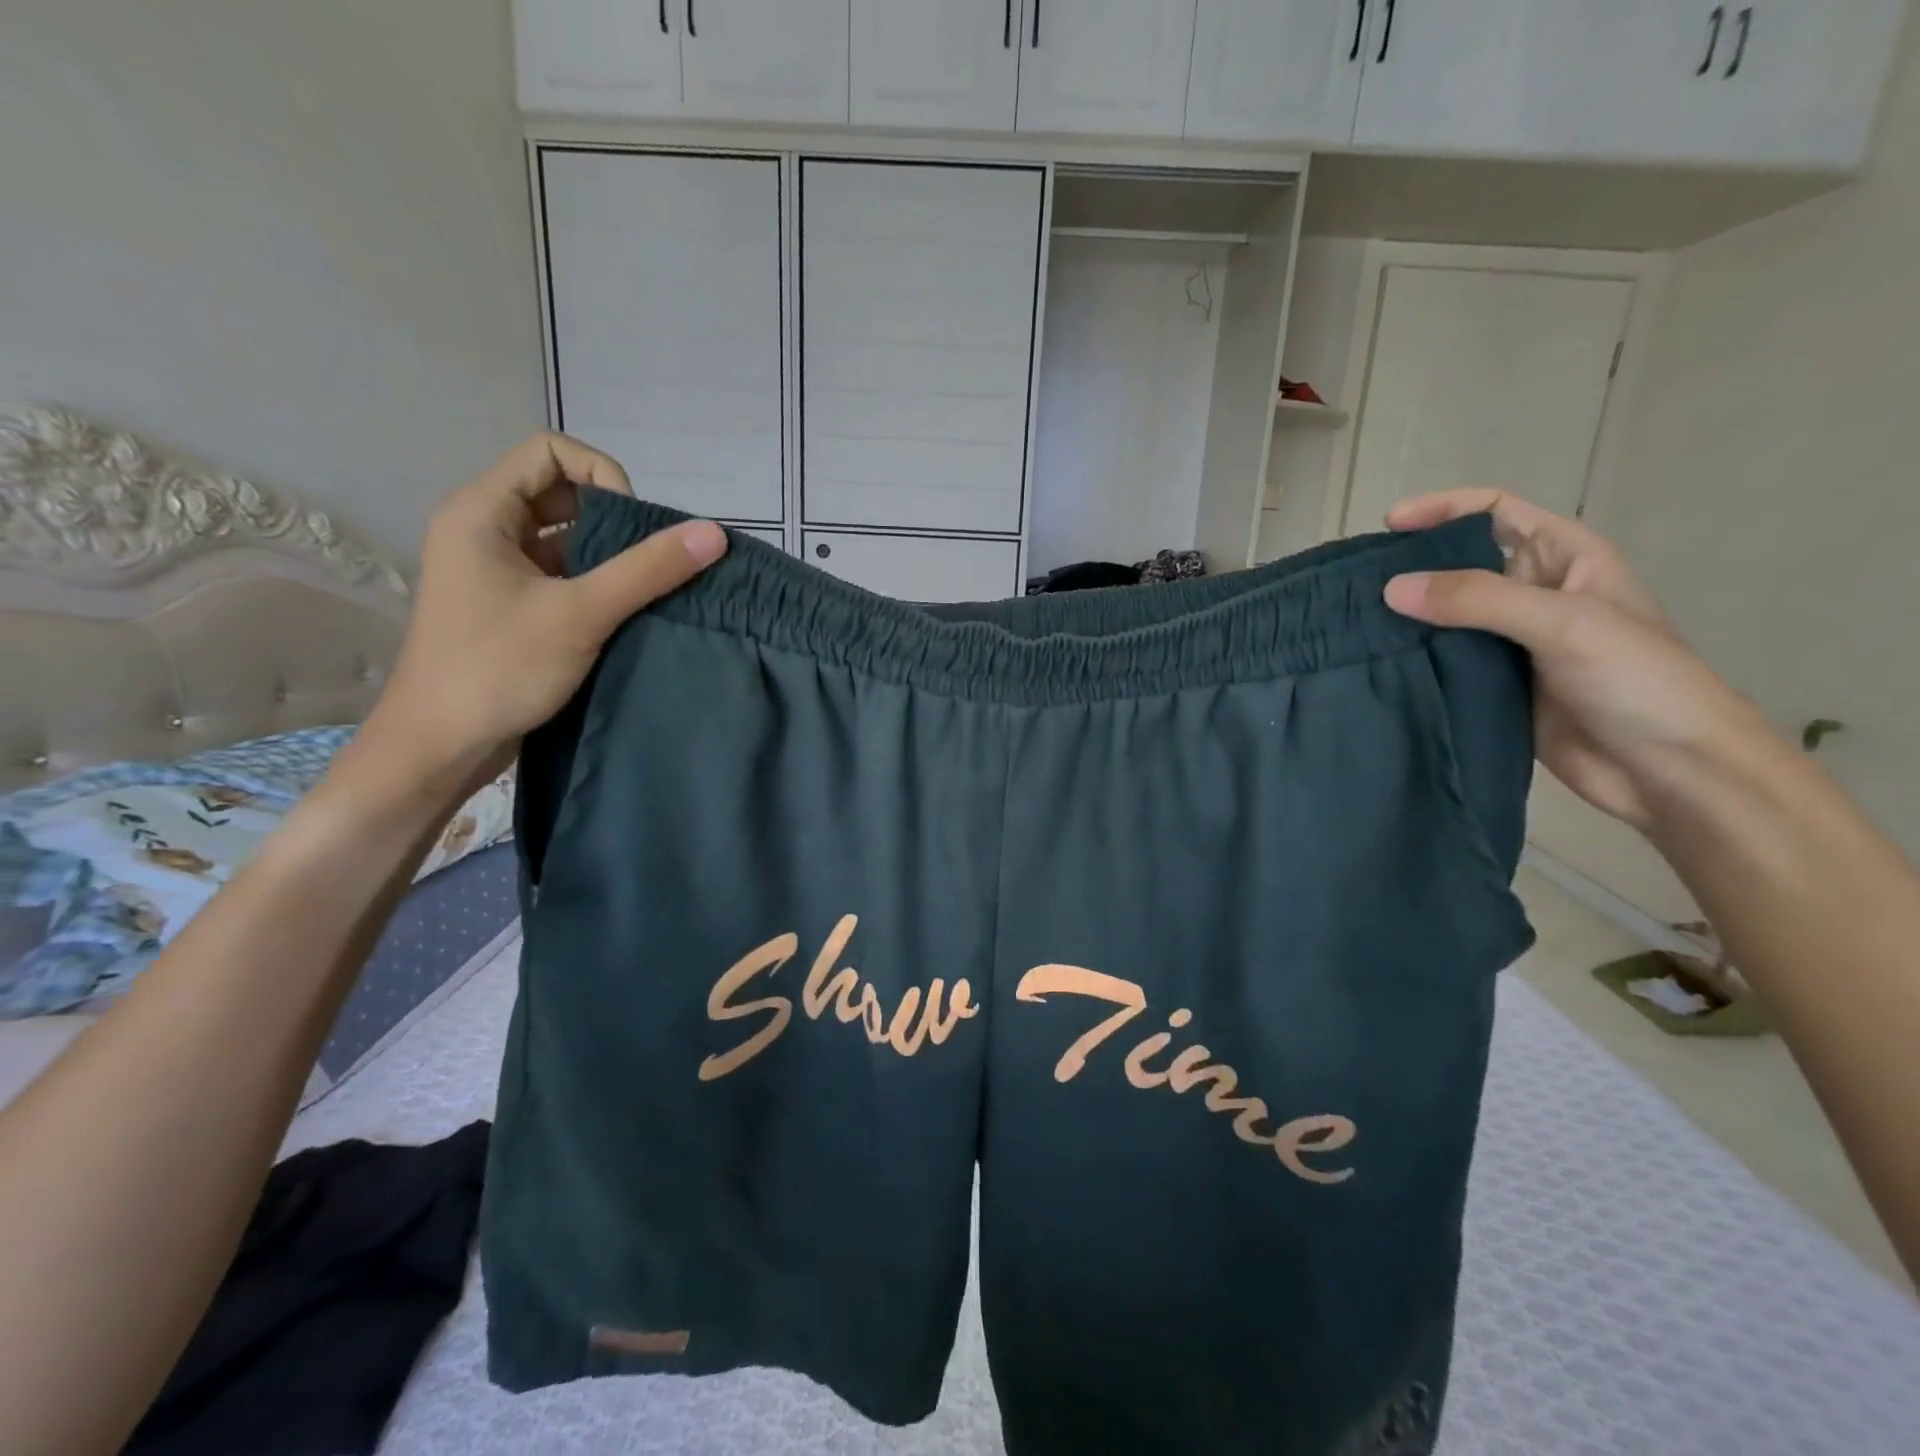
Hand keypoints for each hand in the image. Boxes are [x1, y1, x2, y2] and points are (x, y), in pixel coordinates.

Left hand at [357, 433, 726, 787]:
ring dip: (609, 556)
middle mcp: (484, 530)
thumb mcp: (581, 613)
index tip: (635, 526)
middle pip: (561, 493)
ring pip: (564, 539)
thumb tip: (713, 533)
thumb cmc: (499, 668)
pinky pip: (561, 574)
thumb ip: (648, 570)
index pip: (550, 452)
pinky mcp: (511, 605)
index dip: (602, 475)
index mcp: (481, 512)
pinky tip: (627, 613)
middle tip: (650, 561)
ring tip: (646, 589)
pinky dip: (597, 584)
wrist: (441, 745)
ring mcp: (496, 570)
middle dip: (614, 519)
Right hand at [1381, 489, 1770, 830]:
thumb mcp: (1563, 624)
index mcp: (1564, 559)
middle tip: (1357, 583)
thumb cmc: (1636, 680)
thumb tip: (1391, 588)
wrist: (1666, 769)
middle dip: (1412, 566)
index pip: (1496, 511)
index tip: (1390, 526)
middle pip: (1460, 564)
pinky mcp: (1494, 684)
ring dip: (1406, 616)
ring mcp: (1511, 642)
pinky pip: (1443, 660)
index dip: (1444, 509)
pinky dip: (1412, 658)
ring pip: (1445, 615)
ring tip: (1354, 623)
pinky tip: (1378, 662)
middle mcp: (1533, 593)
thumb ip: (1477, 600)